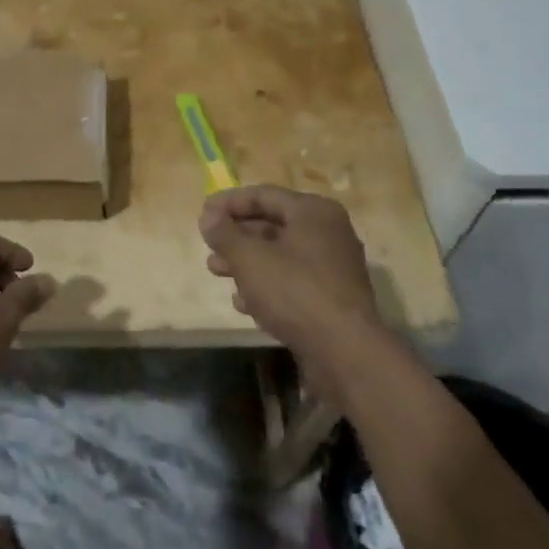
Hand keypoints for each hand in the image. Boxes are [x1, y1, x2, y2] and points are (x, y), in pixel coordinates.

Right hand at [201, 186, 384, 396]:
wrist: (345, 353)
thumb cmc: (295, 291)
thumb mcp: (249, 257)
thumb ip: (224, 233)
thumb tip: (208, 216)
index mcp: (313, 212)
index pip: (263, 195)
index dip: (229, 202)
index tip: (203, 214)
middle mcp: (328, 233)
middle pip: (272, 225)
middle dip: (236, 235)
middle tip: (208, 245)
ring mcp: (333, 268)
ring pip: (280, 256)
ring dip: (246, 262)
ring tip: (216, 271)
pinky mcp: (332, 300)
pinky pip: (292, 283)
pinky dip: (266, 286)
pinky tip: (243, 303)